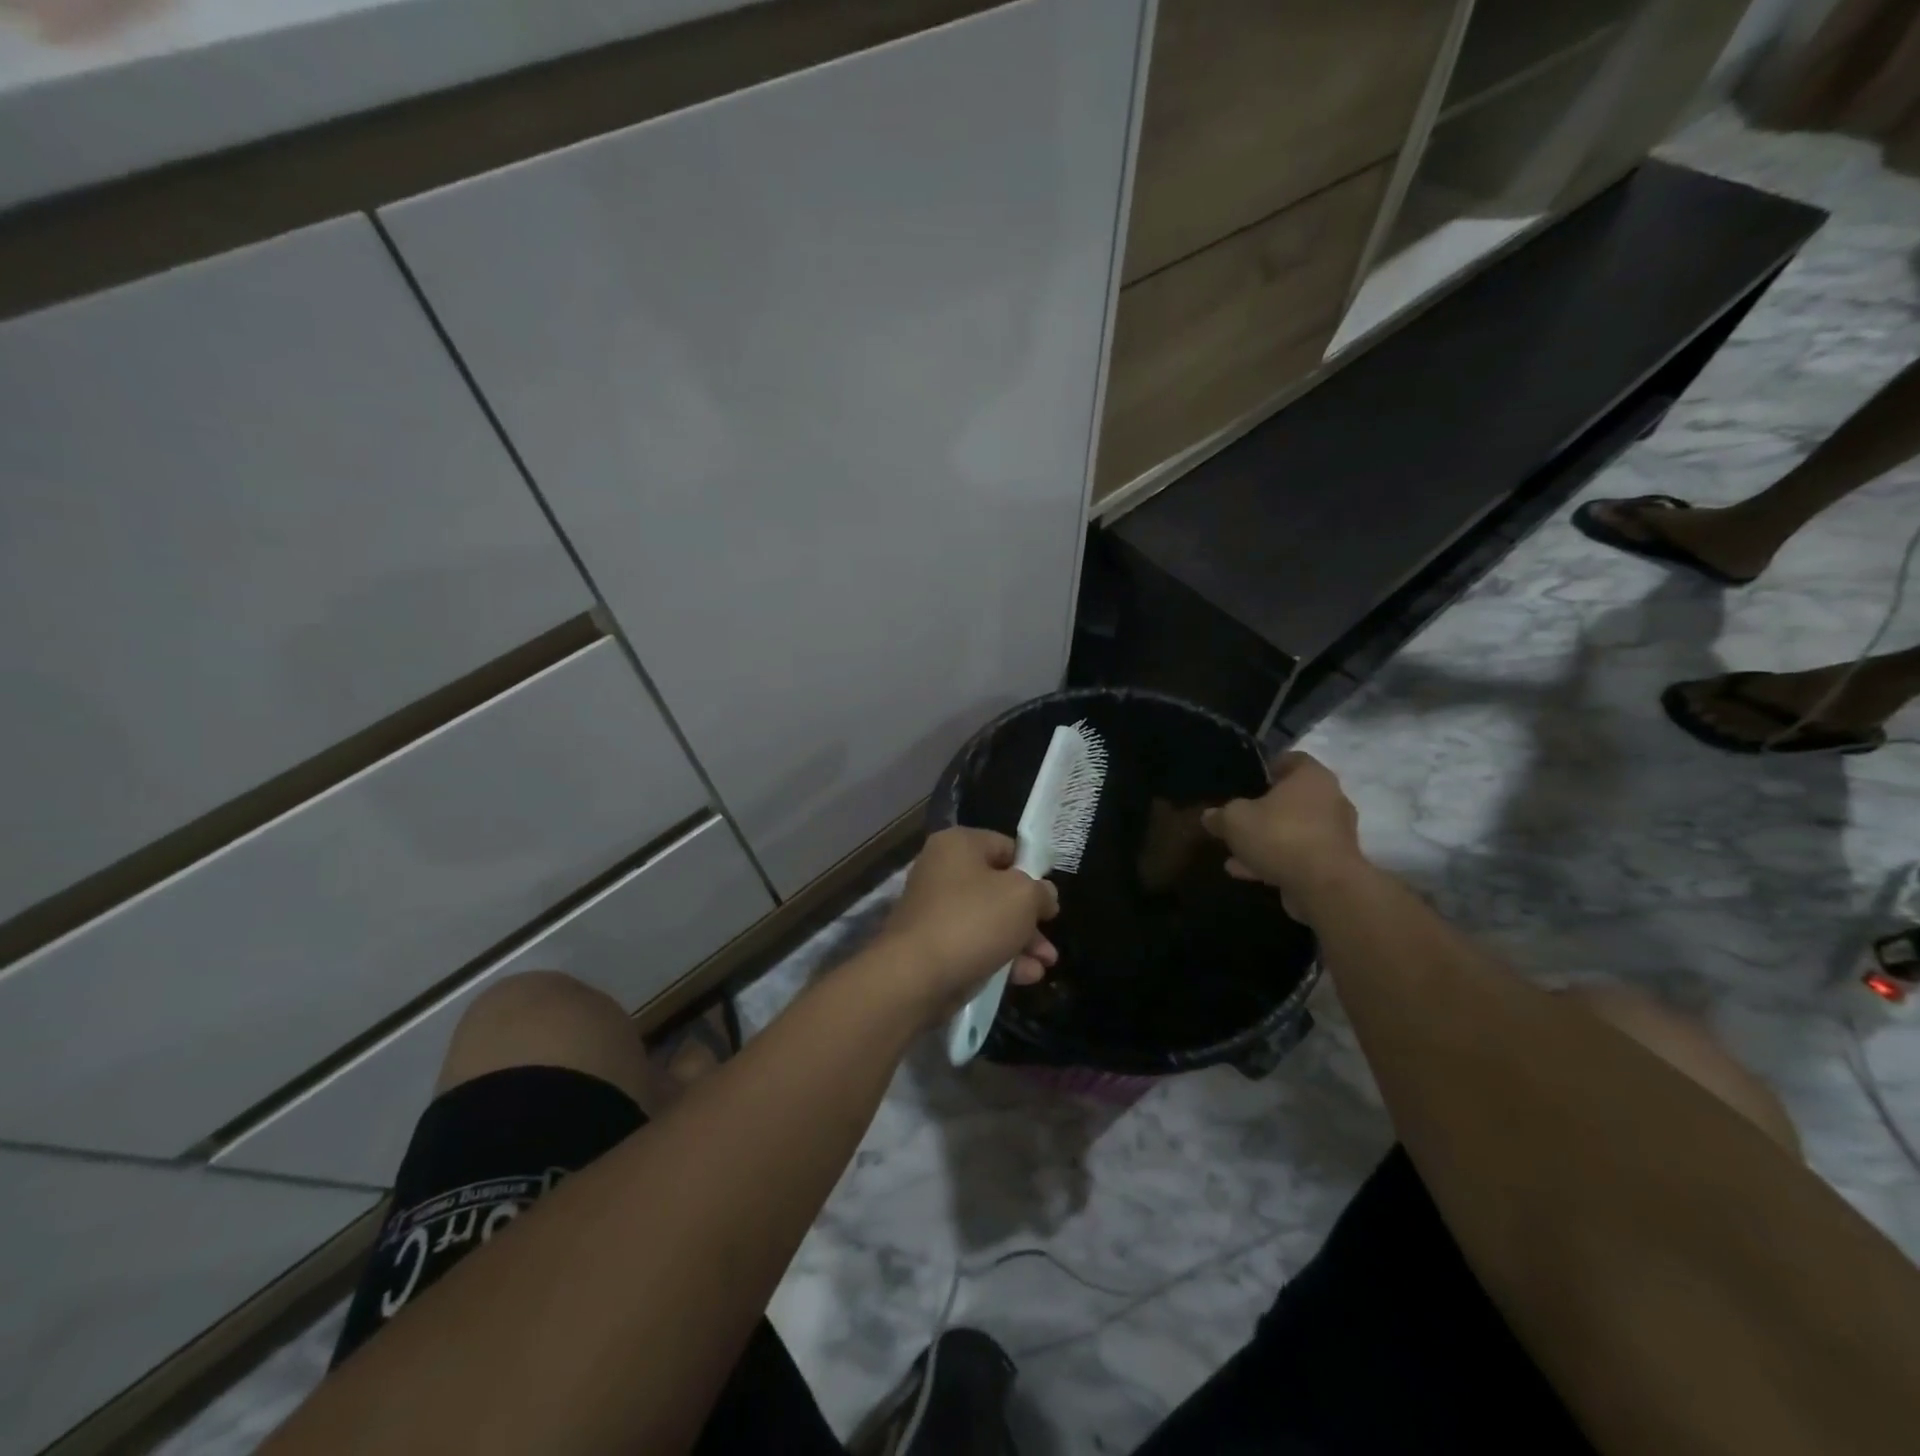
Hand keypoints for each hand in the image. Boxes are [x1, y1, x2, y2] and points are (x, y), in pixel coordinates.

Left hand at [875, 827, 1059, 1015]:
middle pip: (998, 888)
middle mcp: (942, 871)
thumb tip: (1044, 896)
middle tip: (1050, 936)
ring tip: (1046, 964)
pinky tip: (1026, 977)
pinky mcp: (933, 946)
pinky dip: (1000, 957)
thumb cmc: (973, 921)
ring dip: (1021, 941)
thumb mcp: (1023, 897)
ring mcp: (935, 911)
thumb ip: (1041, 891)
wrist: (915, 976)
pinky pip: (974, 945)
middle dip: (1030, 916)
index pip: (1005, 847)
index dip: (1032, 871)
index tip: (1049, 897)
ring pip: (989, 921)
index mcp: (958, 845)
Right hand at [1201, 752, 1366, 914]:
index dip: (1268, 767)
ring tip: (1234, 852)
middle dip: (1264, 809)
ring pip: (1293, 830)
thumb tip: (1209, 816)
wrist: (1324, 886)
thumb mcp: (1235, 820)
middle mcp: (1329, 800)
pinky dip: (1275, 860)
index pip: (1292, 759)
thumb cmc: (1280, 835)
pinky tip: (1245, 872)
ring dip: (1266, 840)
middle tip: (1239, 817)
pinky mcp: (1333, 864)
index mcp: (1311, 777)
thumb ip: (1221, 815)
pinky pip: (1299, 855)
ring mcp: (1335, 834)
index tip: (1247, 780)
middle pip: (1292, 798)